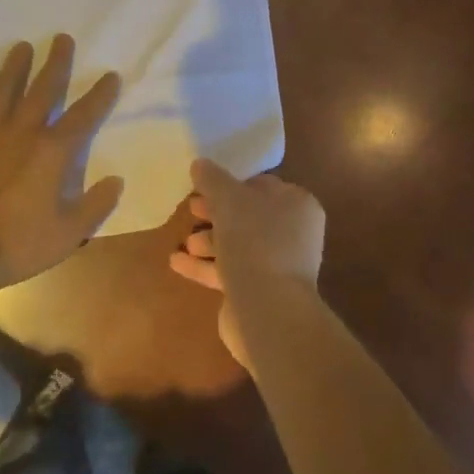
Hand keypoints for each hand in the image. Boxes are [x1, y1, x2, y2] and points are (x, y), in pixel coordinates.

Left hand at [0, 35, 124, 284]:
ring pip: (1, 89)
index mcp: (53, 150)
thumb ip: (96, 204)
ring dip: (14, 67)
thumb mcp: (70, 233)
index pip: (85, 114)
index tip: (111, 75)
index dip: (101, 94)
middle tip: (62, 39)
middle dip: (56, 62)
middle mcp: (22, 131)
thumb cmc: (20, 243)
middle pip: (43, 88)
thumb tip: (116, 179)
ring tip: (22, 47)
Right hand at [168, 158, 325, 366]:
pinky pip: (229, 272)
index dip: (232, 183)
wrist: (267, 309)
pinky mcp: (260, 292)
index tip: (204, 185)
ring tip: (185, 241)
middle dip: (216, 213)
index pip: (263, 185)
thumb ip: (212, 179)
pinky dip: (204, 266)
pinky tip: (177, 262)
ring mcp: (278, 266)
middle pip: (248, 216)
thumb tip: (199, 163)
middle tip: (191, 208)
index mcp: (297, 205)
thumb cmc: (254, 242)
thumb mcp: (229, 199)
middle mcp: (293, 234)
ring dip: (209, 240)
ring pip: (238, 245)